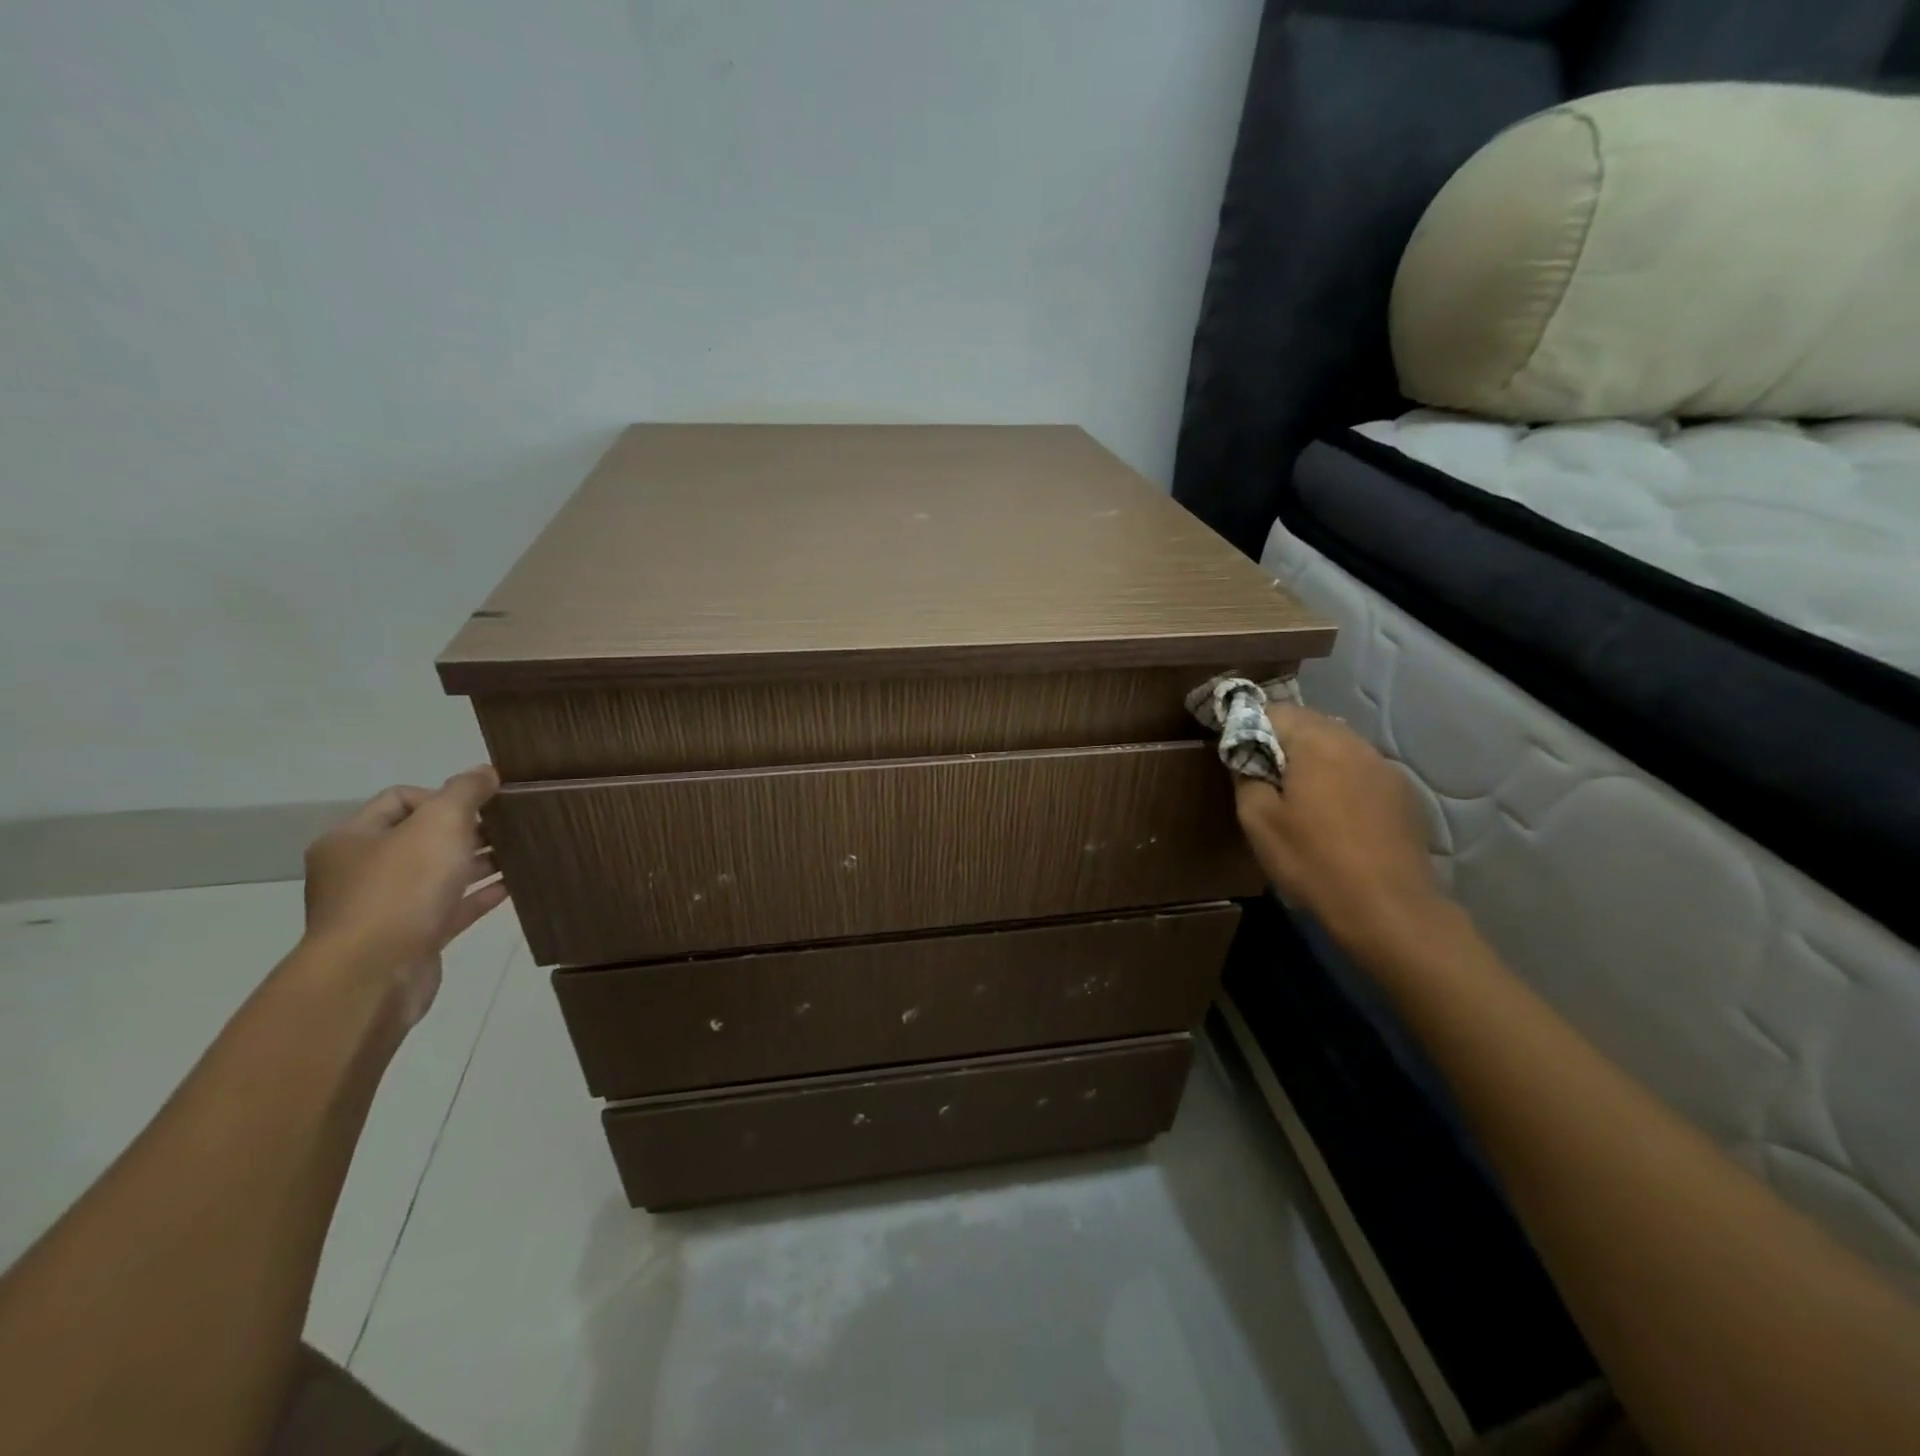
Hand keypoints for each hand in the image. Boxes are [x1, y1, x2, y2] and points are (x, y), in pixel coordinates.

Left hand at [301, 767, 508, 1026]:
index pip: (401, 799)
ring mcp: (384, 909)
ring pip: (439, 874)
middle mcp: (360, 871)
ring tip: (521, 853)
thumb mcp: (439, 824)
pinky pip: (451, 908)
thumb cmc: (401, 888)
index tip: (484, 804)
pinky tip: (512, 885)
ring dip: (478, 862)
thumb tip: (485, 771)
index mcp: (352, 838)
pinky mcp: (411, 939)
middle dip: (468, 829)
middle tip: (510, 826)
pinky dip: (480, 895)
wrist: (374, 974)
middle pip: (422, 838)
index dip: (445, 795)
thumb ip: (465, 792)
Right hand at [1232, 704, 1443, 954]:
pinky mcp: (1404, 794)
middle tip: (1263, 776)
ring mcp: (1385, 767)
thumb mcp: (1258, 821)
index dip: (1249, 727)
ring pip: (1338, 746)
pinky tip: (1335, 815)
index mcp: (1316, 743)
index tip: (1237, 754)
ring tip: (1298, 796)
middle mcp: (1355, 743)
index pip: (1274, 711)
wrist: (1389, 909)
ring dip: (1314, 760)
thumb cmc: (1313, 860)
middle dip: (1283, 741)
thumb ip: (1246, 777)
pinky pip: (1361, 771)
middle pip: (1310, 724)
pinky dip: (1341, 780)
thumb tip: (1246, 758)